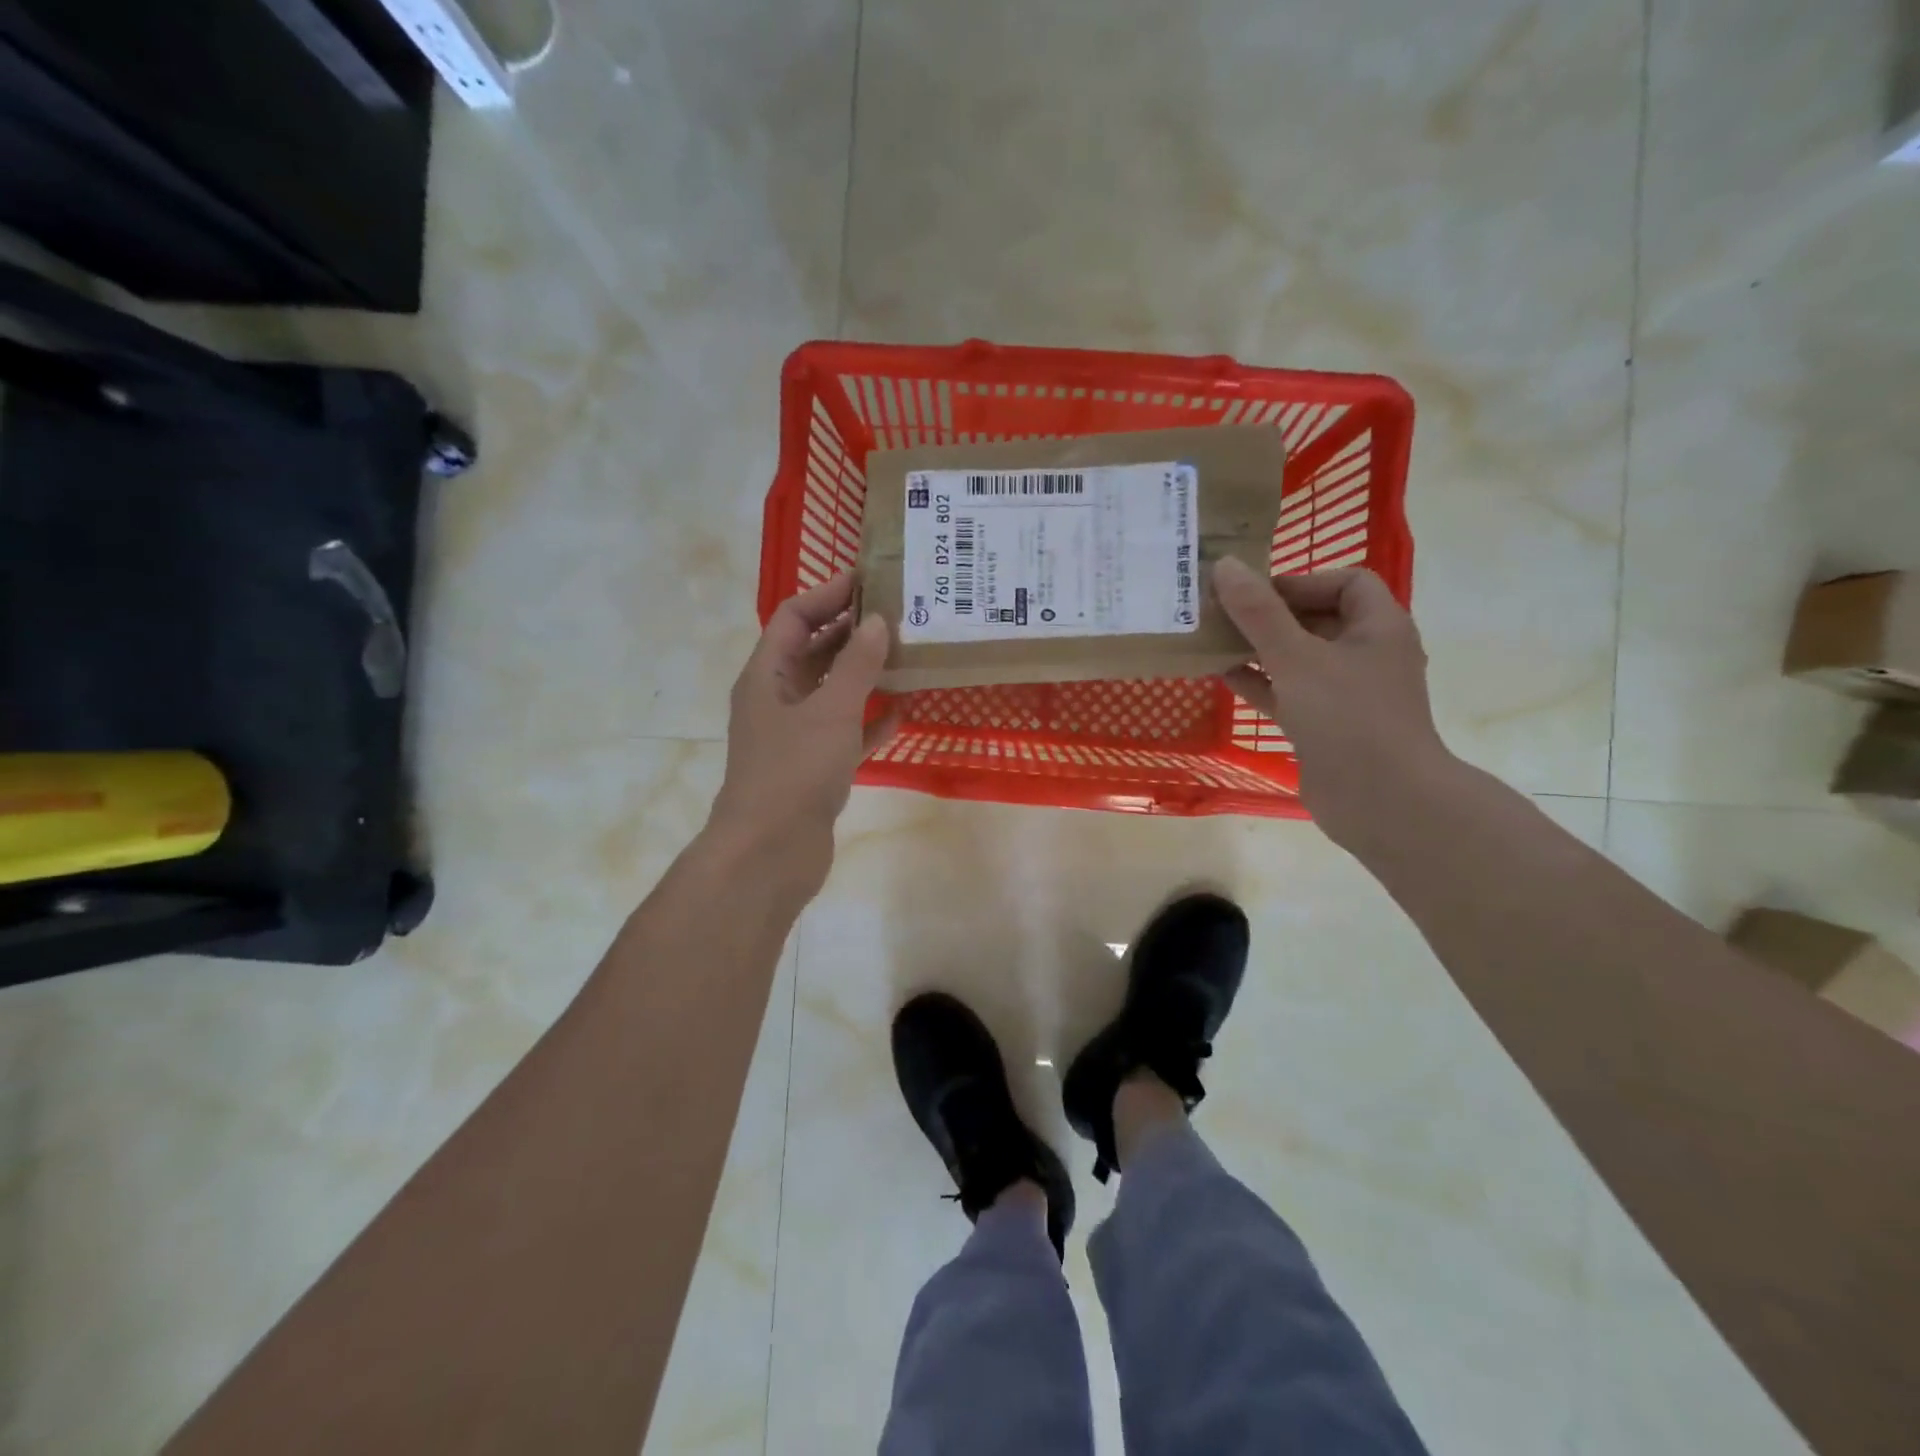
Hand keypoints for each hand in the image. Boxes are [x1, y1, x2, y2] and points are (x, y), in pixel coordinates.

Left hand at [707, 573, 897, 893]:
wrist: (770, 853)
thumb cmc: (794, 771)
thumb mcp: (830, 710)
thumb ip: (856, 665)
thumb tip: (877, 621)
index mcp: (766, 676)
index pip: (793, 617)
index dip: (827, 594)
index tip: (869, 580)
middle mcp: (777, 700)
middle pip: (814, 651)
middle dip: (852, 632)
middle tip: (899, 616)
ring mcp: (796, 736)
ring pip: (832, 692)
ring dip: (864, 675)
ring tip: (907, 656)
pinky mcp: (815, 768)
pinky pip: (846, 733)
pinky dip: (869, 722)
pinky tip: (902, 714)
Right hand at [1212, 556, 1455, 850]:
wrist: (1381, 801)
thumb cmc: (1346, 717)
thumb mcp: (1296, 657)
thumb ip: (1259, 613)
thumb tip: (1225, 566)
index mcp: (1379, 628)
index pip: (1346, 582)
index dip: (1301, 580)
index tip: (1255, 593)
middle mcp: (1367, 655)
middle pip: (1317, 619)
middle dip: (1270, 615)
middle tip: (1223, 613)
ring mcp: (1346, 694)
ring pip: (1298, 658)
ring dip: (1258, 649)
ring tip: (1213, 640)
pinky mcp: (1326, 725)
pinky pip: (1289, 692)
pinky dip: (1260, 682)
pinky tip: (1221, 676)